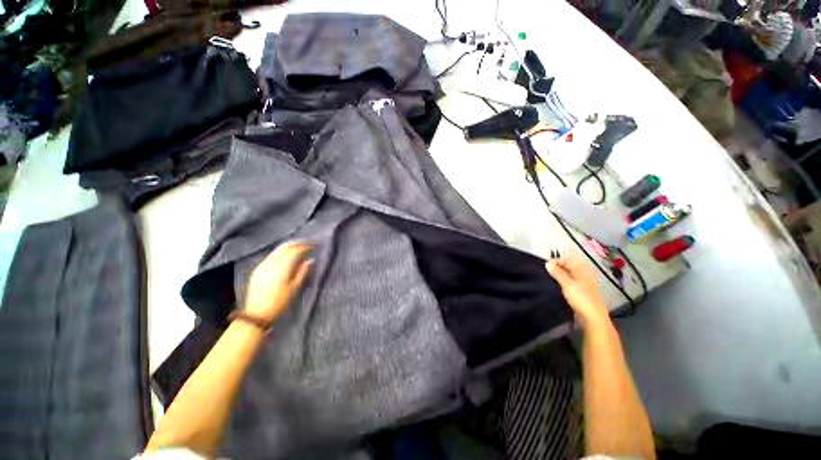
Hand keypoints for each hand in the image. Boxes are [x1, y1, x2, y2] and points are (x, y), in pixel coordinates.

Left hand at [244, 241, 313, 323]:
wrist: (257, 314)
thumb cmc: (280, 302)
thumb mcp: (295, 287)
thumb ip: (303, 271)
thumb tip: (311, 260)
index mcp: (283, 267)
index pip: (296, 250)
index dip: (306, 246)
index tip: (315, 245)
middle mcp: (272, 262)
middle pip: (285, 246)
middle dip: (298, 243)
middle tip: (308, 243)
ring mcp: (263, 265)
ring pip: (278, 250)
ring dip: (289, 247)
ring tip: (299, 248)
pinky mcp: (258, 269)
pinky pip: (271, 256)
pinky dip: (281, 253)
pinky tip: (286, 257)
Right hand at [545, 256, 608, 327]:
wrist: (593, 318)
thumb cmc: (581, 299)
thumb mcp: (567, 284)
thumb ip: (557, 273)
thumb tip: (547, 263)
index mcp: (583, 271)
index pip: (568, 260)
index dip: (556, 261)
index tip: (545, 266)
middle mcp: (585, 275)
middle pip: (569, 267)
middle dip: (557, 268)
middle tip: (546, 272)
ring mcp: (584, 284)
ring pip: (569, 275)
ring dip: (560, 276)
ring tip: (549, 279)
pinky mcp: (582, 293)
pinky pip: (571, 283)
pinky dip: (563, 282)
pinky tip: (557, 287)